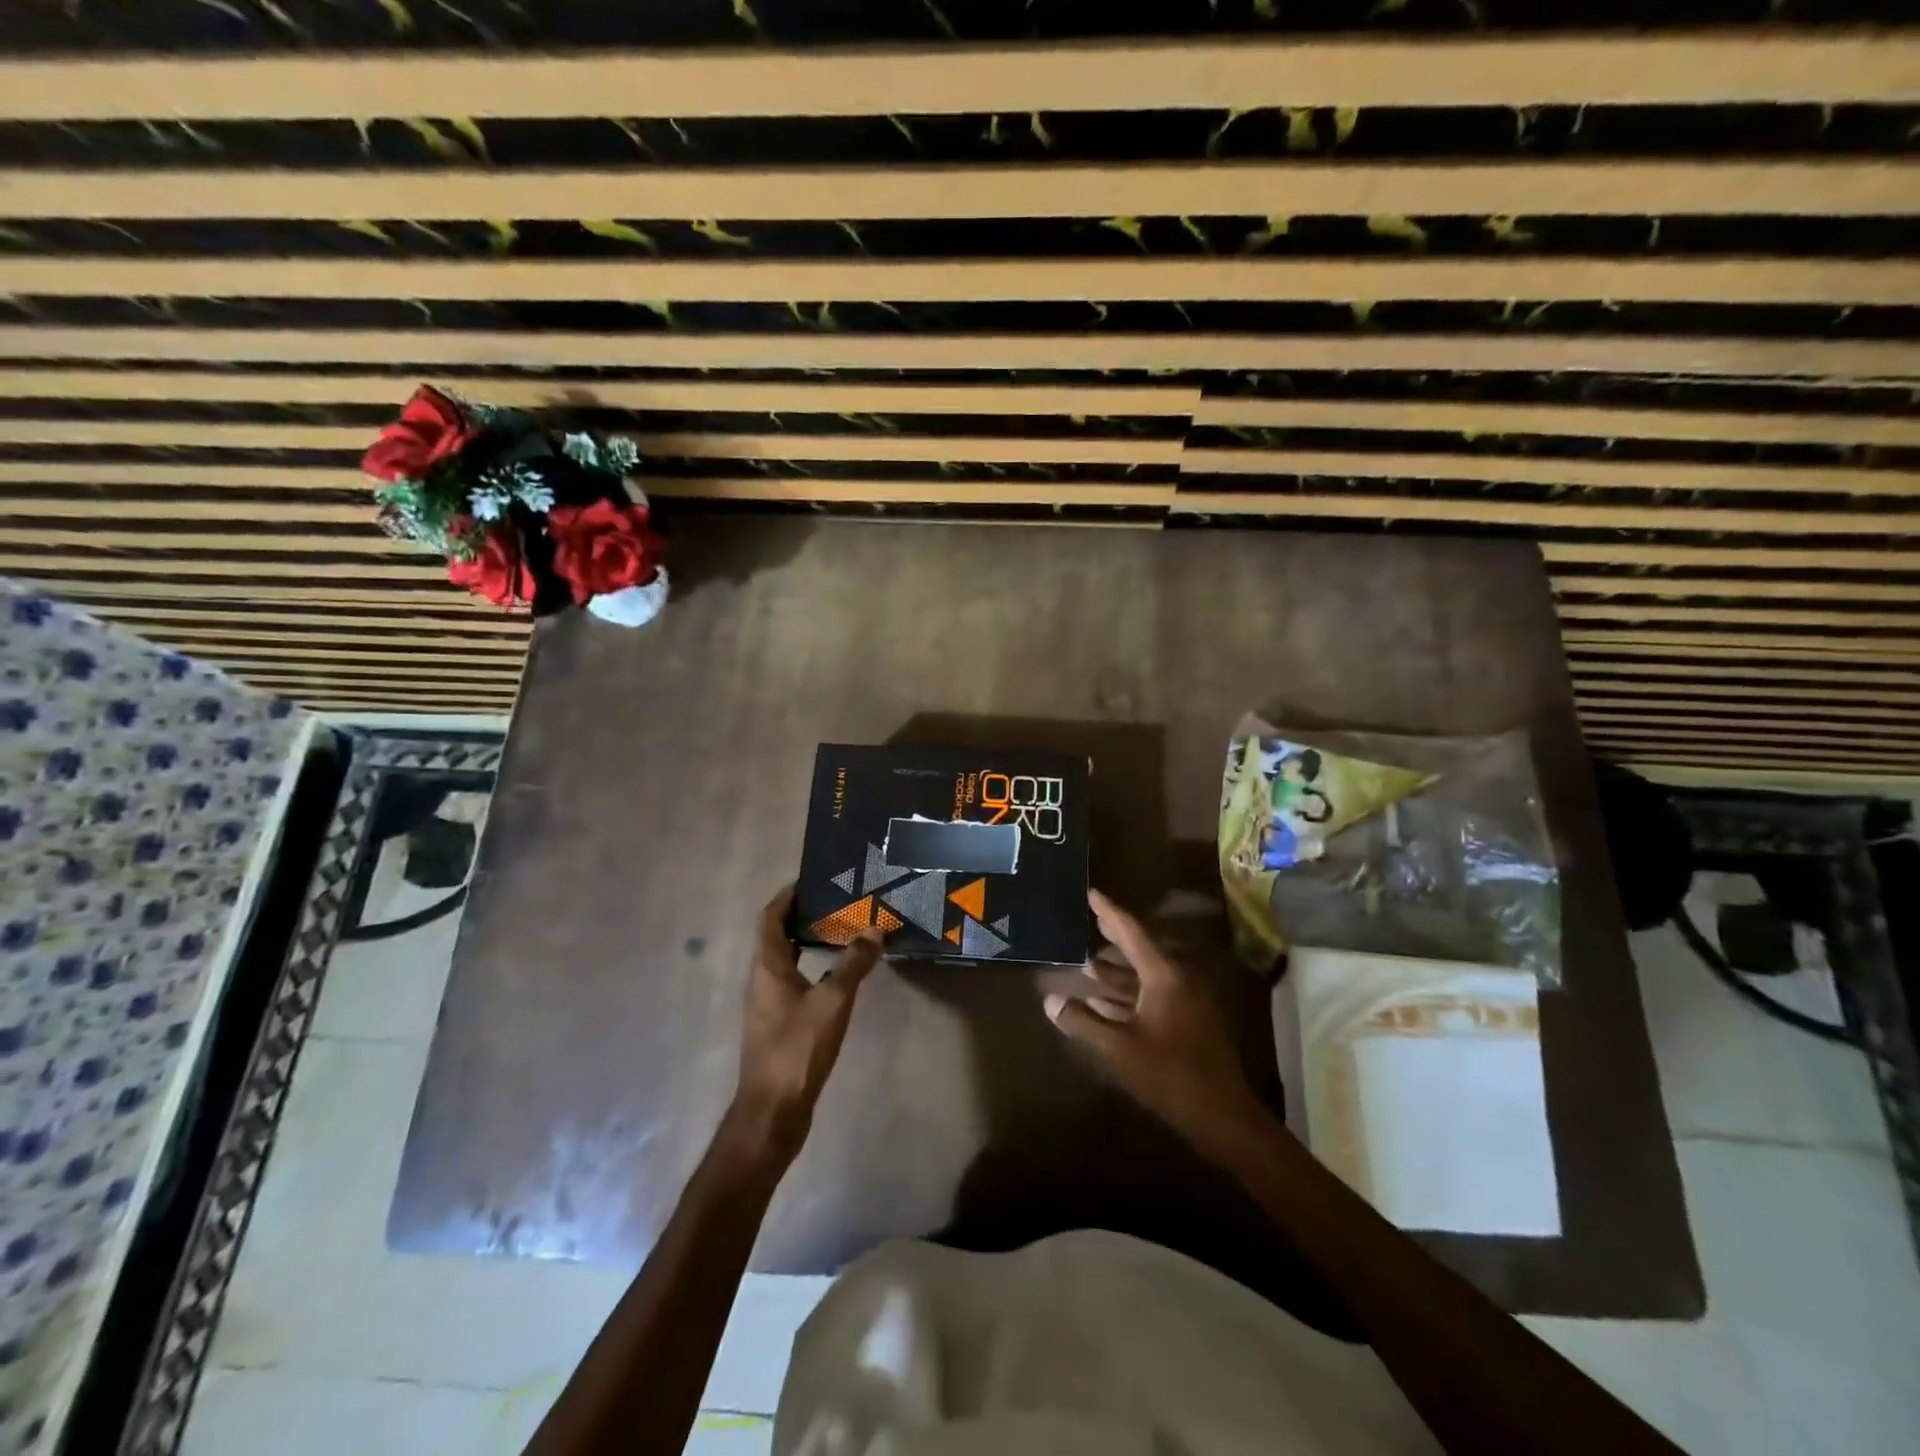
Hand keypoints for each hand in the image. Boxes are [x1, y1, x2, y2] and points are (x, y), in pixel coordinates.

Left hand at [730, 885, 883, 1164]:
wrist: (773, 1111)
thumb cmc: (798, 1048)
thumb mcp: (832, 1001)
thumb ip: (853, 964)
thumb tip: (875, 929)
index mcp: (766, 966)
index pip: (770, 917)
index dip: (787, 896)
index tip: (812, 880)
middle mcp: (761, 980)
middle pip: (776, 936)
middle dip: (801, 916)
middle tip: (836, 903)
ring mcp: (767, 1005)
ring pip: (784, 960)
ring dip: (806, 942)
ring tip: (840, 932)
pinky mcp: (777, 1026)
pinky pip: (792, 982)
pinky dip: (810, 968)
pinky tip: (836, 977)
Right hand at [1045, 889, 1268, 1158]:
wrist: (1222, 1116)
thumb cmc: (1170, 1075)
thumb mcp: (1119, 1048)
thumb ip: (1083, 1022)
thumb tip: (1051, 1000)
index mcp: (1164, 975)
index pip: (1131, 932)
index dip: (1108, 912)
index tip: (1090, 892)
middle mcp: (1177, 979)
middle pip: (1139, 948)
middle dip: (1112, 936)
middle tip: (1087, 920)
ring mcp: (1184, 1000)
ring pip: (1145, 974)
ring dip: (1117, 969)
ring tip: (1087, 962)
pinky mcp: (1186, 1020)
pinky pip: (1151, 993)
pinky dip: (1128, 992)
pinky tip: (1105, 1000)